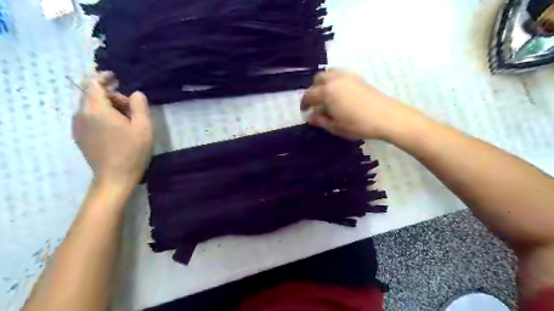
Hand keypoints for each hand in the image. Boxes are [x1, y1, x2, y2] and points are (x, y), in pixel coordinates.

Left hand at [73, 73, 153, 188]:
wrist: (115, 178)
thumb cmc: (133, 151)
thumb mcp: (143, 127)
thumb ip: (139, 105)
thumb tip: (135, 93)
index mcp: (97, 110)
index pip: (93, 83)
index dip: (103, 77)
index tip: (115, 77)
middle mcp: (82, 115)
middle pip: (92, 95)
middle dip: (110, 95)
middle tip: (131, 105)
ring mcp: (78, 127)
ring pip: (89, 107)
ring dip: (106, 106)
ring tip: (125, 119)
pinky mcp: (79, 137)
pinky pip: (87, 118)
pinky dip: (100, 115)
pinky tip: (115, 128)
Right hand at [303, 69, 424, 140]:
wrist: (387, 117)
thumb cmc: (358, 124)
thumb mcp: (335, 126)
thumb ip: (320, 120)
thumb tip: (311, 116)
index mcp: (327, 92)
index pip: (309, 95)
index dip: (304, 103)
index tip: (304, 111)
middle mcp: (335, 80)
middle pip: (318, 79)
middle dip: (313, 90)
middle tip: (315, 103)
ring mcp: (347, 76)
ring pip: (329, 73)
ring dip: (323, 82)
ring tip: (326, 95)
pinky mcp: (358, 78)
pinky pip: (340, 74)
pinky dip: (334, 80)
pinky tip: (339, 92)